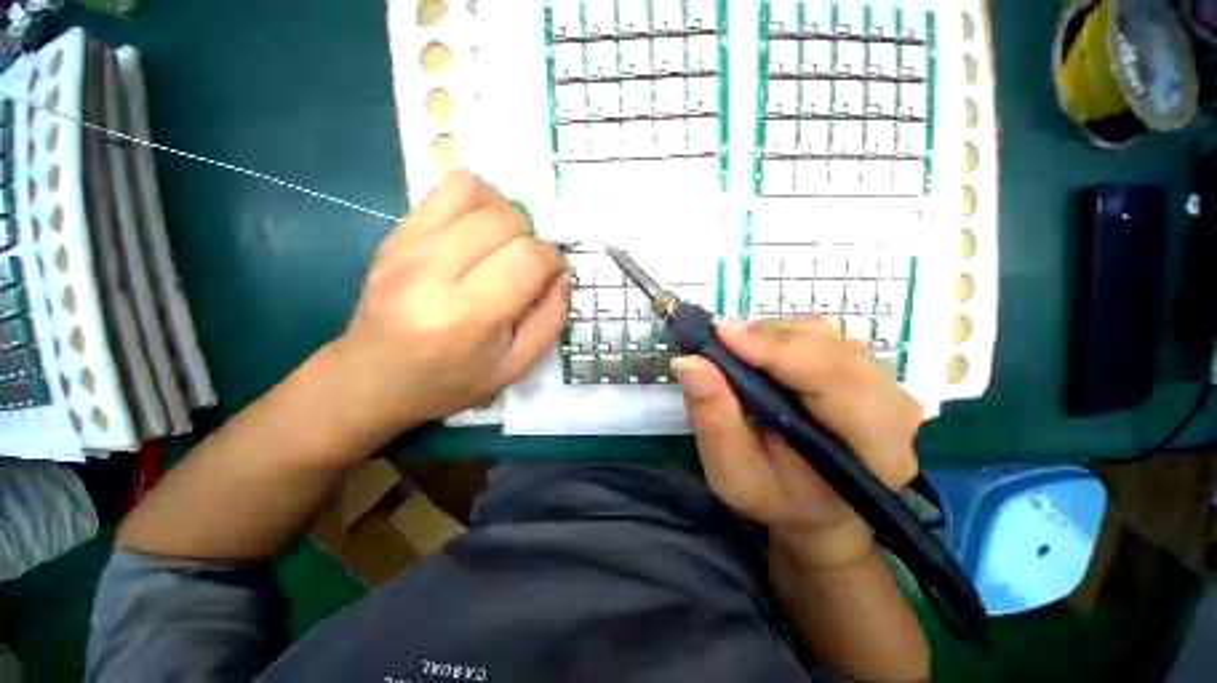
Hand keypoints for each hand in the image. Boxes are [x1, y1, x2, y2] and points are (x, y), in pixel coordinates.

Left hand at [327, 172, 566, 441]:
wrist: (371, 379)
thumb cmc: (450, 382)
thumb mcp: (515, 367)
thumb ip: (550, 319)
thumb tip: (559, 275)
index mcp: (466, 315)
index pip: (529, 257)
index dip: (553, 261)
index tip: (551, 276)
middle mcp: (431, 271)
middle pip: (507, 220)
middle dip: (532, 239)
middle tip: (526, 267)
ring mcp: (406, 246)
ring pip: (478, 192)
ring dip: (506, 215)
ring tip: (503, 245)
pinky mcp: (394, 233)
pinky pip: (447, 189)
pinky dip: (478, 201)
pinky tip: (478, 232)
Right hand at [672, 318, 921, 565]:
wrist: (812, 504)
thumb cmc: (774, 497)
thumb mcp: (732, 473)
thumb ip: (713, 420)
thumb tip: (690, 363)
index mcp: (876, 451)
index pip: (837, 382)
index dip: (779, 351)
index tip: (723, 335)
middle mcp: (894, 411)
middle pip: (835, 350)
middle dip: (772, 339)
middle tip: (719, 338)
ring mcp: (884, 385)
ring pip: (828, 337)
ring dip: (774, 335)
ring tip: (735, 349)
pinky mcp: (864, 370)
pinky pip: (824, 336)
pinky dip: (782, 336)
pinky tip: (758, 352)